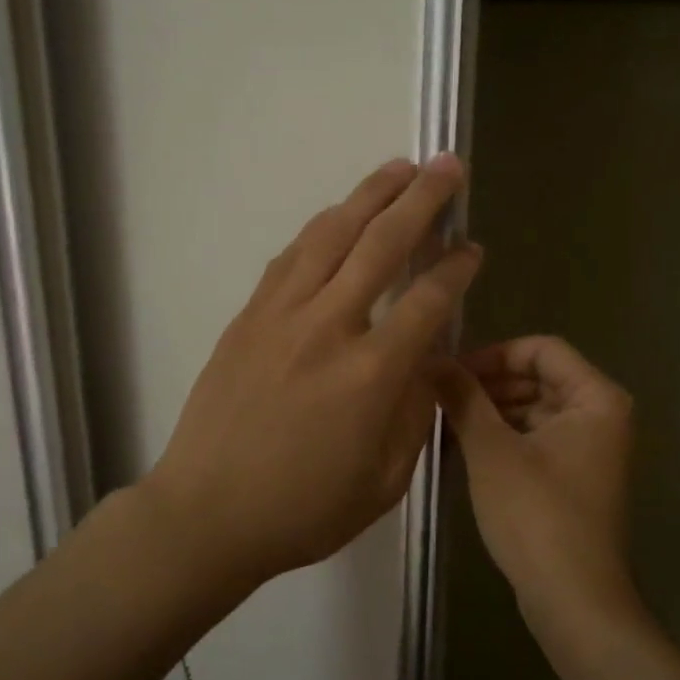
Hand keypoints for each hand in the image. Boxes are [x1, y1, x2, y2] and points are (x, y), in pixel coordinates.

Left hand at [147, 155, 481, 583]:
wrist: (206, 515)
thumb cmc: (303, 509)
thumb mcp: (384, 481)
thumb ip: (414, 413)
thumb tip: (425, 361)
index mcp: (370, 375)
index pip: (427, 300)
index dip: (456, 268)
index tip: (473, 246)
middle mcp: (327, 328)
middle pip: (381, 244)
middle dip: (422, 199)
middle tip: (448, 165)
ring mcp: (281, 315)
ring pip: (331, 235)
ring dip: (370, 195)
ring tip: (399, 167)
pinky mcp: (248, 316)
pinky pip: (291, 256)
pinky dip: (322, 227)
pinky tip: (339, 214)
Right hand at [436, 336, 638, 623]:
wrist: (573, 600)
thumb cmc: (536, 514)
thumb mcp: (491, 449)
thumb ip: (463, 397)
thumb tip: (432, 359)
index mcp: (595, 397)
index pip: (541, 349)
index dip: (493, 354)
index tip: (452, 372)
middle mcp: (601, 414)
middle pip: (539, 377)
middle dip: (489, 383)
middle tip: (441, 396)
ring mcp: (590, 447)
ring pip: (535, 407)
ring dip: (492, 409)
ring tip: (446, 420)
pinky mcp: (575, 475)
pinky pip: (537, 436)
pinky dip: (505, 435)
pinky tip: (466, 445)